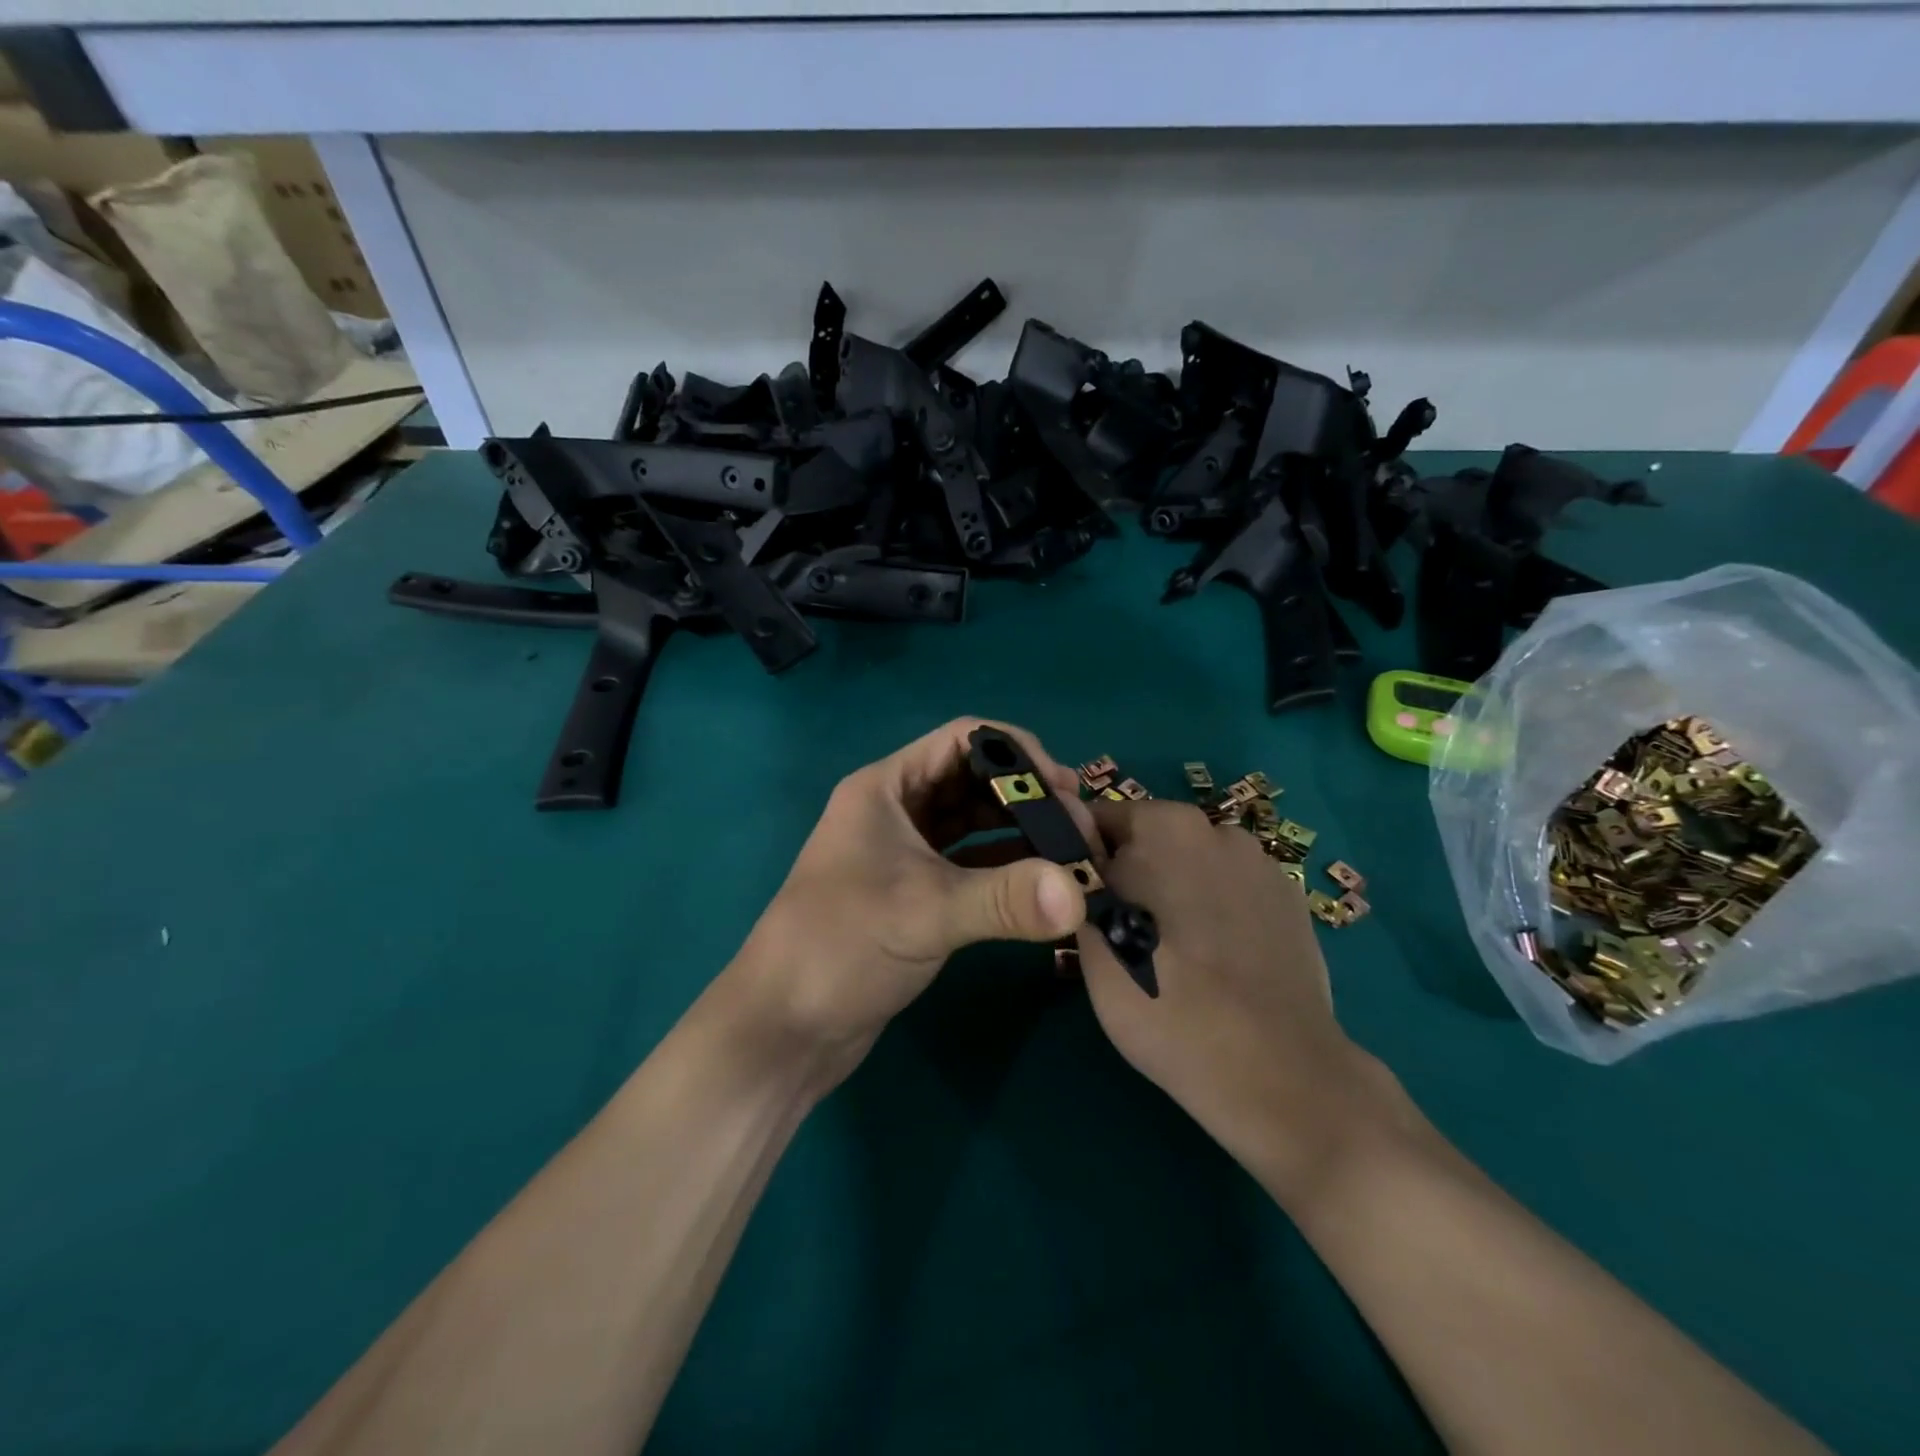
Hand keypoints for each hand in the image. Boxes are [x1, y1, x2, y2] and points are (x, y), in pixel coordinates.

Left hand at [729, 718, 1097, 1087]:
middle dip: (1027, 796)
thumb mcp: (924, 913)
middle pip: (973, 780)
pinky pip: (971, 865)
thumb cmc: (839, 948)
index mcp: (886, 788)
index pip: (962, 740)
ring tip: (1073, 854)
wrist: (784, 1027)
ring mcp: (905, 853)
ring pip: (974, 824)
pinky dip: (1007, 868)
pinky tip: (1044, 884)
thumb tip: (1080, 894)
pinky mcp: (916, 893)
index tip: (1065, 788)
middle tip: (1079, 829)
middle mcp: (896, 811)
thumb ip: (1004, 899)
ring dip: (1021, 833)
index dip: (1017, 753)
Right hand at [1076, 798, 1379, 1181]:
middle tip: (1118, 932)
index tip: (1076, 899)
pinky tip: (1215, 962)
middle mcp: (1218, 829)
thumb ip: (1079, 878)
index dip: (1081, 856)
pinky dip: (1215, 912)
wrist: (1275, 1071)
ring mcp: (1263, 866)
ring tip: (1172, 952)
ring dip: (1175, 891)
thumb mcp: (1094, 941)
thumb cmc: (1165, 1000)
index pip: (1099, 819)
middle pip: (1151, 840)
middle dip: (1130, 873)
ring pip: (1193, 867)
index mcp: (1165, 824)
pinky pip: (1232, 894)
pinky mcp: (1293, 905)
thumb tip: (1073, 846)